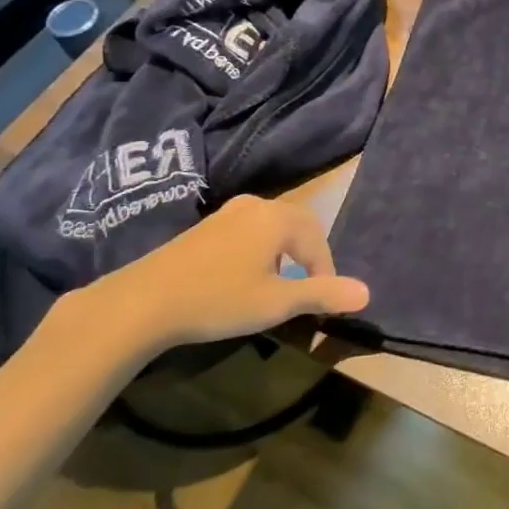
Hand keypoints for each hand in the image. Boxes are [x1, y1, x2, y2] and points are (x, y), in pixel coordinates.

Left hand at [79, 195, 368, 354]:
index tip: (321, 301)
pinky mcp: (206, 226)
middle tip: (307, 287)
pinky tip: (245, 277)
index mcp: (278, 218)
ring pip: (273, 227)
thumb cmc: (218, 299)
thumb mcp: (277, 303)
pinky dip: (261, 249)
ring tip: (279, 284)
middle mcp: (256, 205)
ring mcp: (228, 213)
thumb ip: (322, 294)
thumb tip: (367, 293)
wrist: (142, 301)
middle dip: (310, 255)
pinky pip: (250, 230)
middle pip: (299, 225)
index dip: (326, 271)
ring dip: (285, 252)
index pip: (318, 241)